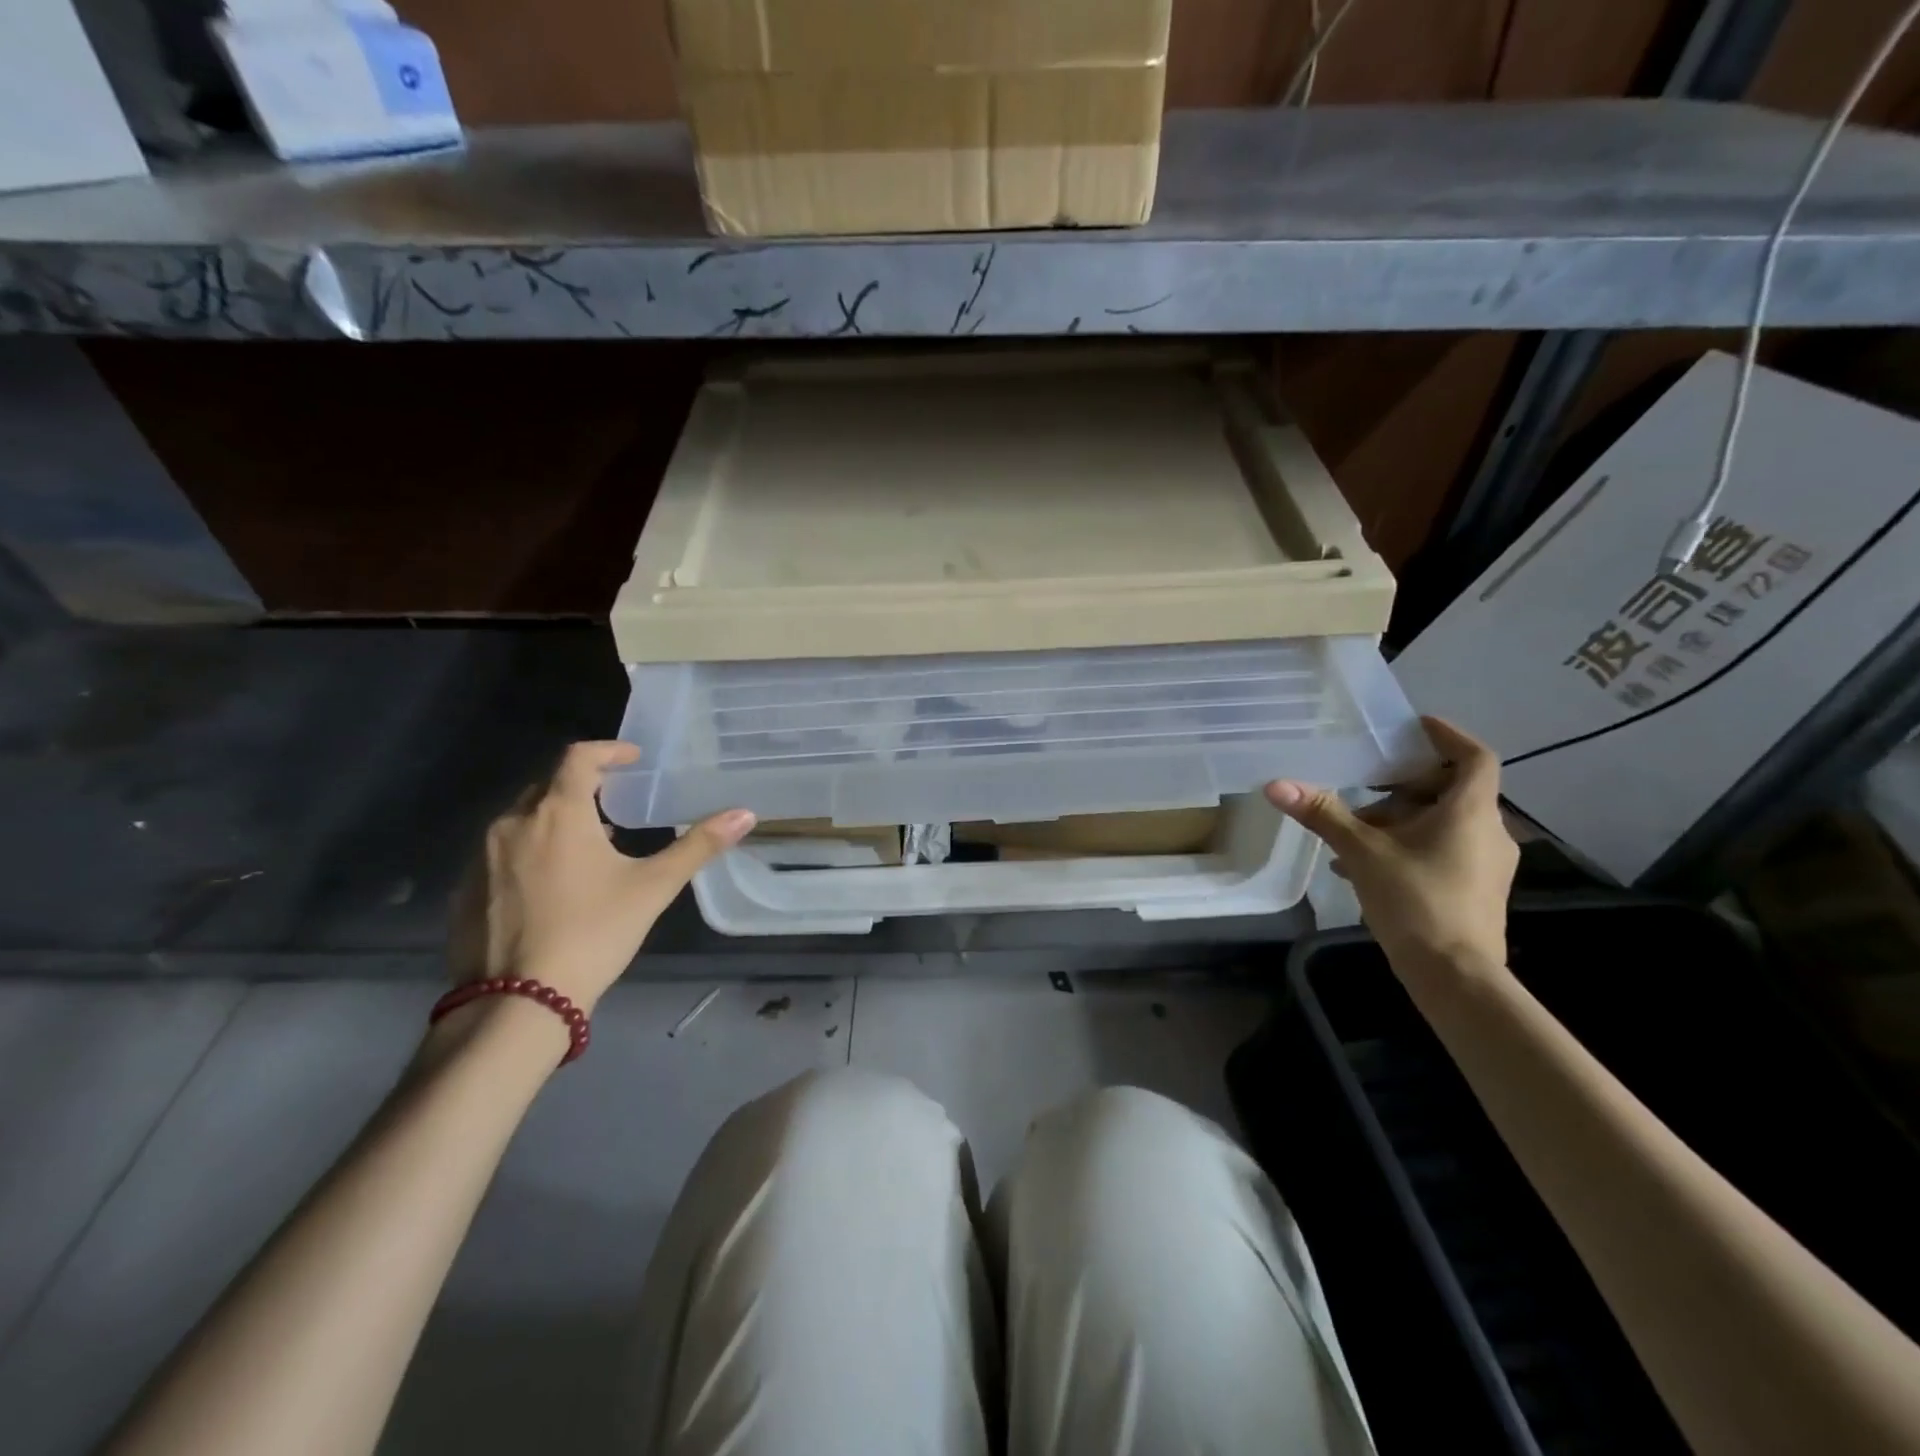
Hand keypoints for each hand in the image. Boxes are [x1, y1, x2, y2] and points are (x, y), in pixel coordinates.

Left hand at [448, 742, 754, 1012]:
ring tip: (589, 846)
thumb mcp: (653, 887)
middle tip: (615, 803)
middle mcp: (512, 824)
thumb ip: (698, 846)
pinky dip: (530, 851)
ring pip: (522, 820)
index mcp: (558, 813)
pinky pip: (501, 853)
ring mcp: (481, 858)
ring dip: (555, 820)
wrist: (518, 1002)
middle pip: (547, 785)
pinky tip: (552, 885)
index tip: (632, 758)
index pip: (578, 757)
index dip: (609, 750)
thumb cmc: (593, 933)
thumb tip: (745, 814)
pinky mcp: (464, 891)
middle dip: (583, 786)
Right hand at [1265, 717, 1516, 973]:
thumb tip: (1277, 784)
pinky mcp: (1478, 889)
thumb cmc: (1416, 902)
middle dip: (1406, 785)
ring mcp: (1487, 864)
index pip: (1474, 756)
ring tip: (1356, 831)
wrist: (1456, 976)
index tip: (1413, 728)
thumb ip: (1324, 815)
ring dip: (1402, 819)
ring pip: (1445, 822)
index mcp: (1470, 812)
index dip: (1447, 736)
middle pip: (1452, 790)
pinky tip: (1369, 866)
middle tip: (1366, 786)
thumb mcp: (1363, 853)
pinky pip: (1445, 849)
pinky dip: (1411, 845)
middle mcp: (1489, 831)